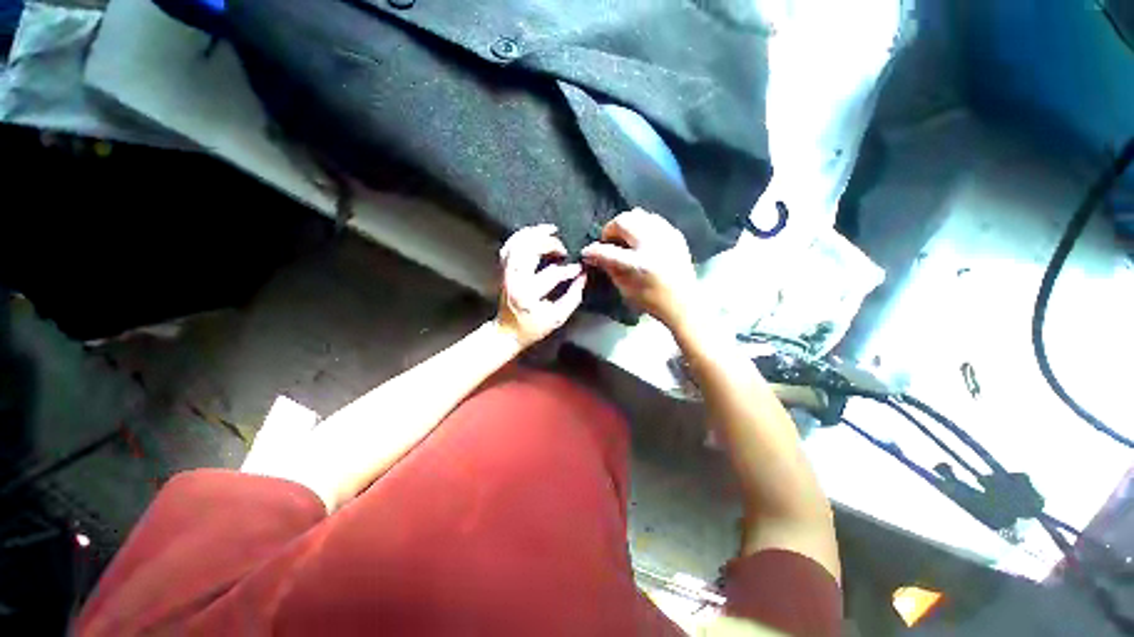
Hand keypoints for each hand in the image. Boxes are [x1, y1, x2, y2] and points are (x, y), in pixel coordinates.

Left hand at [495, 224, 586, 347]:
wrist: (507, 332)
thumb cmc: (532, 328)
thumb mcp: (557, 318)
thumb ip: (572, 297)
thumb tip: (583, 276)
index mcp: (528, 293)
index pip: (551, 274)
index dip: (568, 270)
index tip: (579, 269)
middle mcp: (514, 279)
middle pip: (529, 250)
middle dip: (549, 244)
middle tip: (563, 249)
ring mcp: (506, 272)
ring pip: (517, 243)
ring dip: (534, 233)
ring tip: (550, 230)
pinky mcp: (503, 269)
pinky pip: (509, 246)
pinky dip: (521, 236)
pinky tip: (533, 233)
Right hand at [580, 208, 697, 329]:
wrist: (684, 303)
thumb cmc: (652, 301)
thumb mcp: (625, 289)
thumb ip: (609, 268)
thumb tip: (594, 255)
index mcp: (640, 264)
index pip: (609, 251)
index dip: (593, 250)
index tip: (586, 252)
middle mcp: (653, 245)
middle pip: (624, 221)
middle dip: (610, 229)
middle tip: (608, 242)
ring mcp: (666, 236)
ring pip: (639, 215)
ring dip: (626, 224)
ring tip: (624, 238)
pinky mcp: (675, 234)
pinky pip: (653, 219)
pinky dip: (642, 225)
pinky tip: (640, 238)